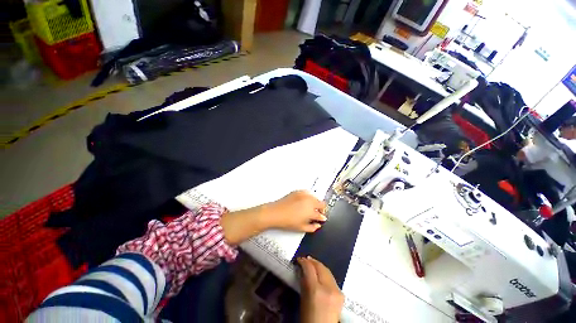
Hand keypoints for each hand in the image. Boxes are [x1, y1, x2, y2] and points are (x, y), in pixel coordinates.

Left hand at [262, 190, 326, 231]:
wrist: (276, 213)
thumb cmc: (288, 221)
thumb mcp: (302, 228)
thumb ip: (313, 227)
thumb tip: (318, 225)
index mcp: (311, 210)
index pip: (321, 214)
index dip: (322, 217)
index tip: (321, 219)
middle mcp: (309, 201)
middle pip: (321, 203)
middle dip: (321, 209)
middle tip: (317, 213)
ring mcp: (304, 195)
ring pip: (315, 197)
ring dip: (315, 202)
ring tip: (310, 207)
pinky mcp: (298, 191)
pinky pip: (307, 193)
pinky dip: (308, 197)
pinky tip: (304, 201)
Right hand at [298, 256, 343, 322]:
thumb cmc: (309, 318)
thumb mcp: (303, 299)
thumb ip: (304, 282)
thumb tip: (303, 269)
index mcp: (315, 290)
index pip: (310, 268)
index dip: (304, 261)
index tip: (299, 259)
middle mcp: (328, 288)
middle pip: (320, 267)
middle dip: (312, 261)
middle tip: (305, 259)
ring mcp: (337, 291)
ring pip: (327, 271)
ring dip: (319, 266)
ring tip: (312, 264)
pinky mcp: (341, 294)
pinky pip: (332, 278)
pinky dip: (325, 274)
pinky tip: (320, 274)